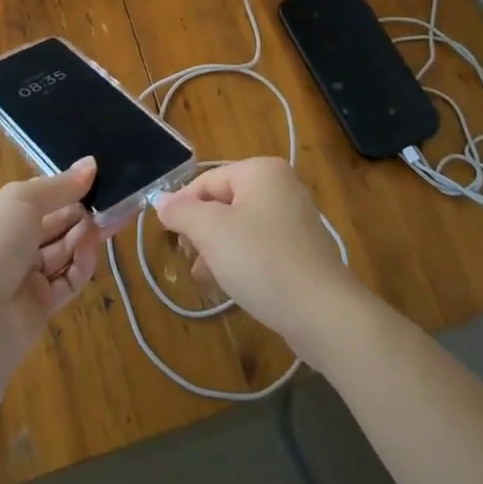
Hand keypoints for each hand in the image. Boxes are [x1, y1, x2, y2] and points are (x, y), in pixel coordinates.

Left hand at [0, 158, 100, 374]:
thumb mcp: (22, 201)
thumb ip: (60, 185)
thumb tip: (91, 163)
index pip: (34, 198)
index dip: (62, 188)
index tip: (93, 178)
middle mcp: (7, 246)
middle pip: (52, 224)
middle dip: (80, 212)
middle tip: (112, 202)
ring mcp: (23, 278)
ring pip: (62, 251)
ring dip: (84, 236)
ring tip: (107, 222)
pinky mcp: (40, 306)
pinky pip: (67, 280)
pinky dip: (81, 264)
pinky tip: (91, 250)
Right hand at [153, 157, 367, 361]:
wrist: (322, 312)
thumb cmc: (261, 260)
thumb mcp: (211, 231)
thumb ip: (181, 211)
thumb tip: (160, 200)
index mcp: (261, 171)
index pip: (206, 181)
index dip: (182, 207)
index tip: (169, 238)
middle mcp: (281, 186)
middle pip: (224, 202)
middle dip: (201, 231)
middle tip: (189, 259)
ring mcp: (295, 218)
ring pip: (240, 227)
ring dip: (217, 249)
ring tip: (204, 277)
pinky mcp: (302, 249)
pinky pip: (260, 247)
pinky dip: (240, 260)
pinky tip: (228, 285)